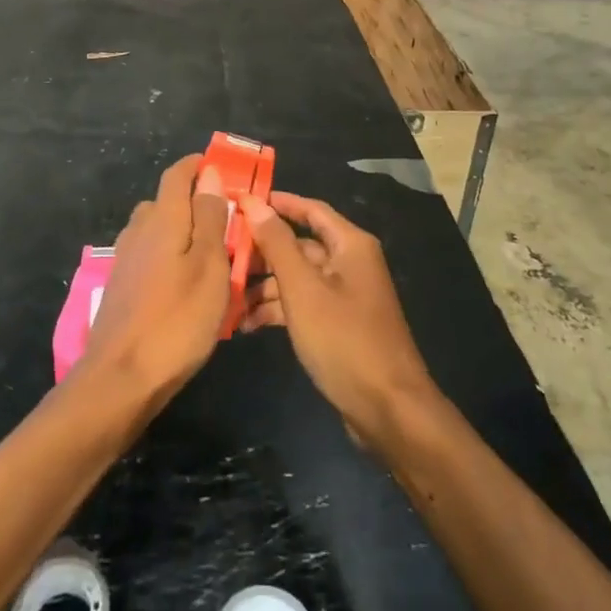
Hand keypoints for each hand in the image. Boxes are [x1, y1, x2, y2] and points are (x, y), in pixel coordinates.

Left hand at [78, 155, 229, 408]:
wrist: (120, 378)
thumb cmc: (177, 320)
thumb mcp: (210, 267)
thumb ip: (210, 218)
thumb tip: (209, 174)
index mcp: (163, 219)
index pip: (177, 175)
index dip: (197, 165)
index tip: (221, 168)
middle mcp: (139, 231)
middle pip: (166, 202)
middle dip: (194, 202)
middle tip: (227, 222)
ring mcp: (125, 259)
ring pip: (157, 231)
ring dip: (182, 232)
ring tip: (211, 256)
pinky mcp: (121, 286)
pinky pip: (150, 256)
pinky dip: (169, 257)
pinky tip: (184, 284)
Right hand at [241, 192, 435, 448]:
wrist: (388, 410)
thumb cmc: (344, 339)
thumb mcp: (302, 289)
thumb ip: (277, 244)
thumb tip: (253, 202)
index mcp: (350, 245)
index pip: (310, 209)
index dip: (277, 202)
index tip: (240, 200)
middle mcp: (350, 263)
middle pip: (299, 246)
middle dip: (262, 252)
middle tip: (222, 256)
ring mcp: (345, 296)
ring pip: (297, 278)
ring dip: (264, 287)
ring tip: (226, 298)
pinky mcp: (338, 326)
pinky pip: (302, 305)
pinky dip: (277, 310)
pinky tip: (246, 325)